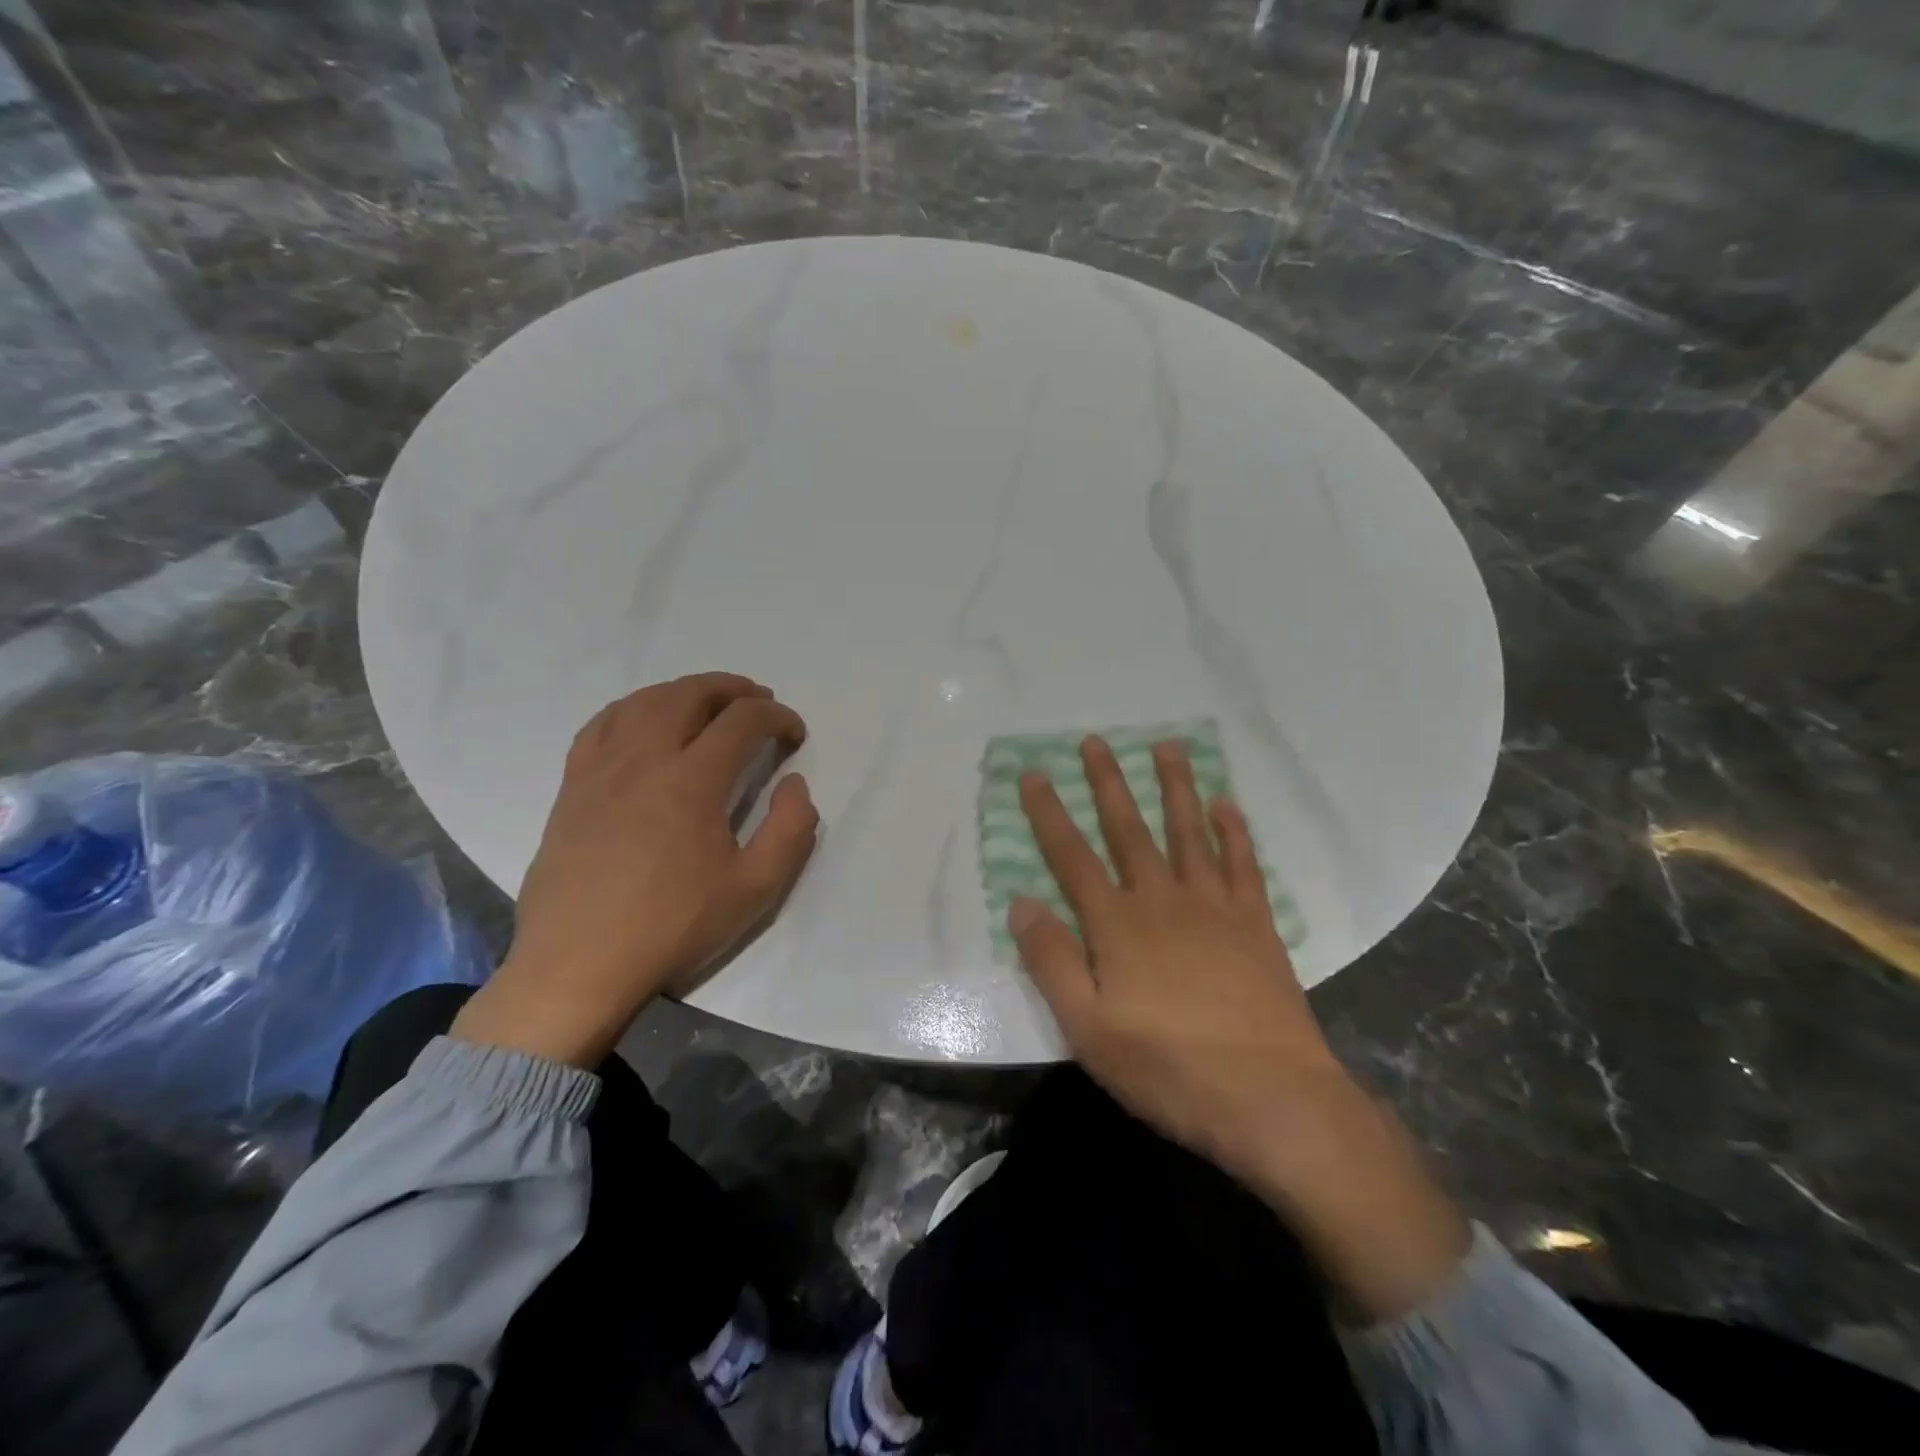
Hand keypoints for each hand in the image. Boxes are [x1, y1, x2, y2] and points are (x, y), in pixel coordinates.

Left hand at [452, 672, 817, 1067]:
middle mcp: (644, 759)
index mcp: (692, 780)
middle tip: (758, 700)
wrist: (579, 966)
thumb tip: (794, 784)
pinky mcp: (572, 787)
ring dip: (683, 691)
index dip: (777, 718)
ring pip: (643, 702)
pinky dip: (632, 709)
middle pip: (690, 695)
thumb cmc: (673, 927)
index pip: (742, 721)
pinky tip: (643, 723)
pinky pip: (600, 726)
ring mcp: (601, 769)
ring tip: (707, 703)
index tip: (794, 733)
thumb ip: (791, 829)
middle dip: (732, 689)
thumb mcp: (755, 889)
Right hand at [1009, 736, 1343, 1178]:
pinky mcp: (1256, 924)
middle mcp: (1163, 901)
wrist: (1271, 1098)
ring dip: (1176, 787)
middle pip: (1129, 830)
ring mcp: (1214, 908)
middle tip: (1095, 740)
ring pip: (1189, 832)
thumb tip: (1022, 902)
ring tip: (1168, 746)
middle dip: (1108, 783)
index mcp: (1118, 926)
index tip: (1034, 774)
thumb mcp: (1089, 1029)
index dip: (1049, 814)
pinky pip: (1243, 865)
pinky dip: (1235, 831)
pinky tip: (1228, 805)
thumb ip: (1053, 962)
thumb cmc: (1169, 1069)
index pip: (1072, 857)